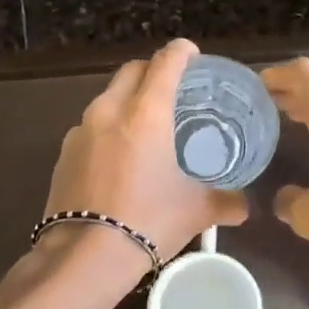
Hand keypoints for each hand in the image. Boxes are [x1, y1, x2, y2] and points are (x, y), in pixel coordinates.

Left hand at [40, 40, 248, 280]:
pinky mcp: (63, 153)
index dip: (181, 53)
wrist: (84, 256)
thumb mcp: (195, 211)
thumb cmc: (148, 222)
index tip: (192, 54)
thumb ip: (225, 202)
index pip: (165, 63)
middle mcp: (109, 111)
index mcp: (146, 113)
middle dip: (152, 71)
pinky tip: (118, 157)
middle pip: (131, 71)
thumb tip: (245, 207)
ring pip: (107, 98)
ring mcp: (80, 131)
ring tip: (145, 125)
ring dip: (127, 100)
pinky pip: (90, 127)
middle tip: (171, 89)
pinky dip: (107, 129)